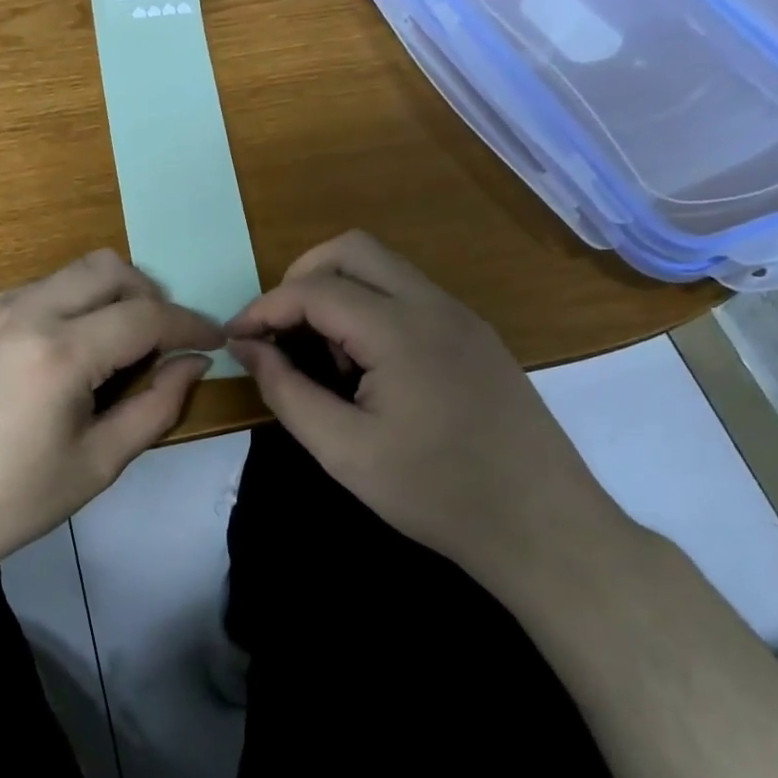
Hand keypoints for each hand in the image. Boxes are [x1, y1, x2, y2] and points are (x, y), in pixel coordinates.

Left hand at [0, 250, 221, 588]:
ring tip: (112, 351)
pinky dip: (65, 308)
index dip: (190, 324)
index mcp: (60, 352)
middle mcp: (23, 313)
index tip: (212, 340)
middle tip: (161, 341)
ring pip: (67, 275)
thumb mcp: (96, 464)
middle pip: (107, 268)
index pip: (146, 315)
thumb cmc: (8, 503)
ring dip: (104, 298)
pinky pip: (32, 293)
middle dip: (148, 295)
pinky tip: (60, 357)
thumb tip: (192, 364)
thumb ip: (155, 407)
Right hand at [225, 231, 630, 573]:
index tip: (235, 339)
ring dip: (337, 293)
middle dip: (300, 279)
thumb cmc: (435, 493)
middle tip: (277, 330)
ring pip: (383, 268)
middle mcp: (434, 305)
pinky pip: (409, 295)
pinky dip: (369, 309)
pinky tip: (365, 367)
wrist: (543, 527)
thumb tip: (247, 348)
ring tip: (320, 356)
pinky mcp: (476, 336)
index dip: (264, 308)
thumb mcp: (343, 451)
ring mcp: (461, 316)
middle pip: (351, 250)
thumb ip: (286, 391)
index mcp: (400, 329)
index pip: (314, 289)